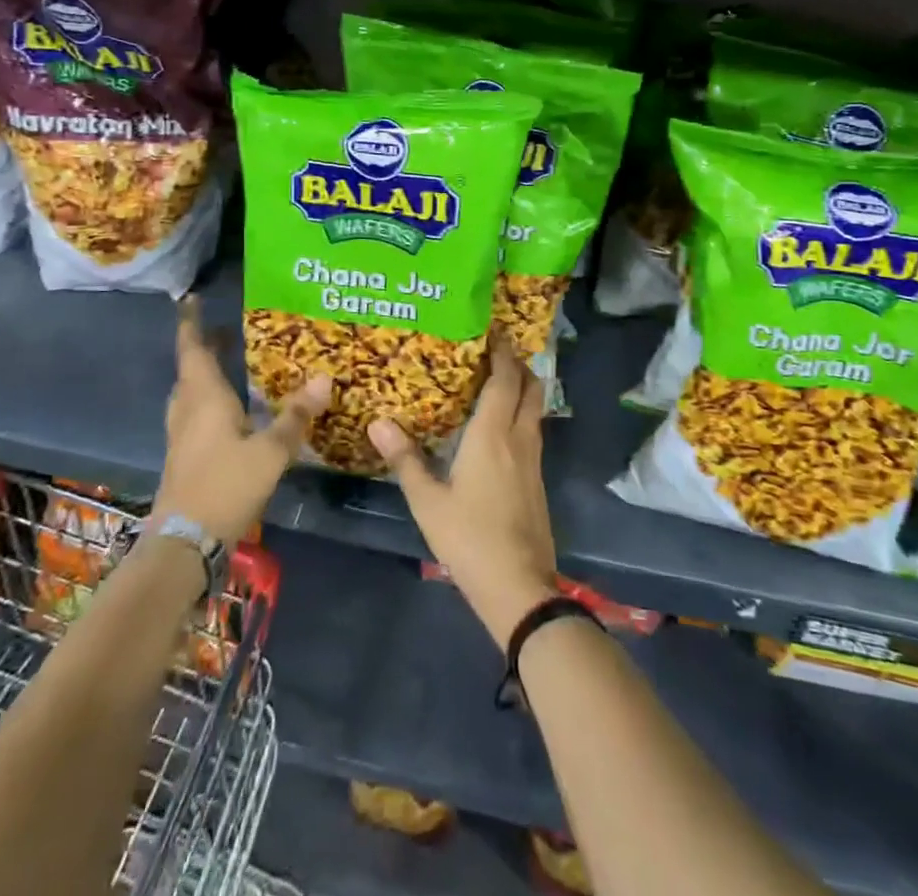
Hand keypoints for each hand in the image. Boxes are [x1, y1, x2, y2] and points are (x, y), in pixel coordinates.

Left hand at [150, 297, 328, 544]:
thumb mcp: (270, 451)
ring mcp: (181, 435)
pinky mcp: (182, 456)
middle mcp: (188, 410)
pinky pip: (193, 413)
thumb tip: (323, 378)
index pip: (193, 349)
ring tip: (229, 364)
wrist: (184, 543)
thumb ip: (296, 416)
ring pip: (189, 393)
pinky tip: (229, 412)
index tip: (192, 300)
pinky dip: (207, 400)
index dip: (192, 324)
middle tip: (226, 332)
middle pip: (190, 369)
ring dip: (204, 374)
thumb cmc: (225, 486)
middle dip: (204, 347)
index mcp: (204, 398)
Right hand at [369, 343, 558, 648]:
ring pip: (535, 409)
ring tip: (496, 382)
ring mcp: (534, 459)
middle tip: (495, 352)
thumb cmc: (469, 538)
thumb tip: (378, 422)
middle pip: (531, 387)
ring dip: (523, 388)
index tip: (491, 331)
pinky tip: (501, 428)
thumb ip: (406, 459)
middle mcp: (520, 437)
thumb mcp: (428, 502)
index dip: (502, 352)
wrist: (519, 586)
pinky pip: (533, 430)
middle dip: (518, 364)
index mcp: (494, 434)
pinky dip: (522, 413)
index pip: (505, 378)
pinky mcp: (538, 479)